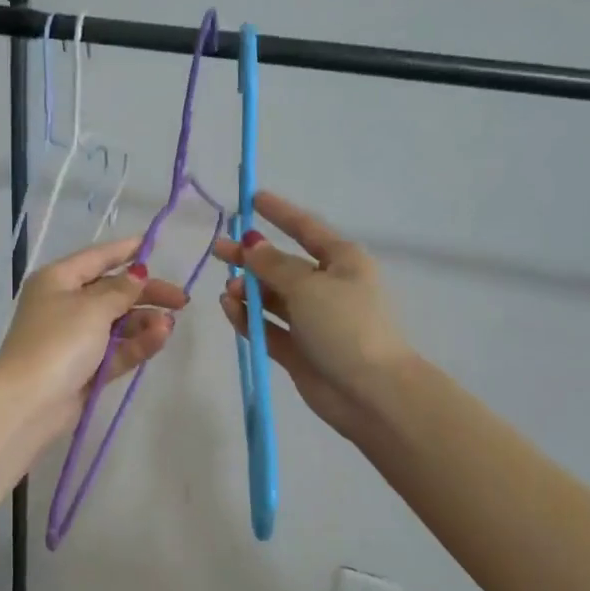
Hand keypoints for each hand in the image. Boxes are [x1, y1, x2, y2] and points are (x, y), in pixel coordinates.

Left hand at [0, 235, 189, 437]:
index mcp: (58, 280)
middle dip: (147, 294)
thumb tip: (138, 274)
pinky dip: (138, 343)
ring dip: (145, 322)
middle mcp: (66, 305)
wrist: (30, 401)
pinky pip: (117, 349)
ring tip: (168, 326)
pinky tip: (160, 338)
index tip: (154, 244)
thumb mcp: (93, 308)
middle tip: (181, 300)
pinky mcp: (87, 368)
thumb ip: (121, 290)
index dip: (125, 251)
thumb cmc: (59, 341)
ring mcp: (76, 338)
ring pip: (119, 323)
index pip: (97, 258)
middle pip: (113, 292)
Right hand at [212, 191, 412, 439]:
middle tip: (218, 249)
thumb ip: (273, 265)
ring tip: (227, 290)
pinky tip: (229, 309)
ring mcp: (314, 321)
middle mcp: (328, 287)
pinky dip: (249, 318)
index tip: (253, 198)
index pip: (306, 228)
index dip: (280, 213)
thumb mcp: (308, 286)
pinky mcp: (300, 350)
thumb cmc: (345, 325)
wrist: (371, 392)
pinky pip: (268, 327)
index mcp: (342, 262)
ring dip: (249, 291)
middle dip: (251, 257)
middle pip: (283, 265)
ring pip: (273, 298)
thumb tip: (252, 245)